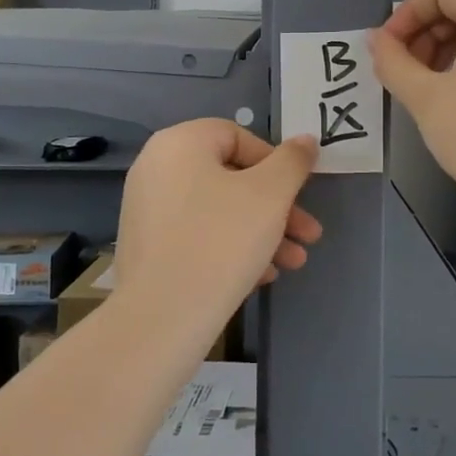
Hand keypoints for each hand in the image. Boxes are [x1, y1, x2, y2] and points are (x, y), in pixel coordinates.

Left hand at [112, 120, 322, 326]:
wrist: (162, 319)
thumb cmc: (221, 241)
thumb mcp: (271, 194)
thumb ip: (293, 162)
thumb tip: (305, 140)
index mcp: (180, 143)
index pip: (238, 136)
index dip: (275, 164)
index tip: (298, 195)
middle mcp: (156, 167)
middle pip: (231, 177)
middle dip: (277, 207)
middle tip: (308, 235)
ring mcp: (146, 209)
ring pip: (218, 210)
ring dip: (261, 232)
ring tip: (293, 263)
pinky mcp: (146, 247)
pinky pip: (197, 236)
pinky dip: (230, 249)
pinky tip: (261, 277)